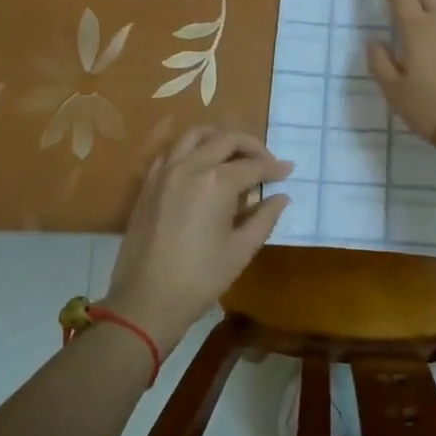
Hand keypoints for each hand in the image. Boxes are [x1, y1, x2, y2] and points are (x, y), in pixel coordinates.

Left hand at [102, 127, 291, 352]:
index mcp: (216, 182)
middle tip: (266, 161)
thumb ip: (264, 218)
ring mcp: (165, 172)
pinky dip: (192, 149)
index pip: (253, 166)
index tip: (288, 170)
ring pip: (196, 135)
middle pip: (226, 139)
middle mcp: (190, 166)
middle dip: (251, 146)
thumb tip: (281, 197)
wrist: (146, 299)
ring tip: (235, 155)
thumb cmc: (200, 278)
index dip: (274, 168)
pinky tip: (201, 166)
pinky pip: (173, 152)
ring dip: (220, 138)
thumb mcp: (241, 250)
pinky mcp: (149, 183)